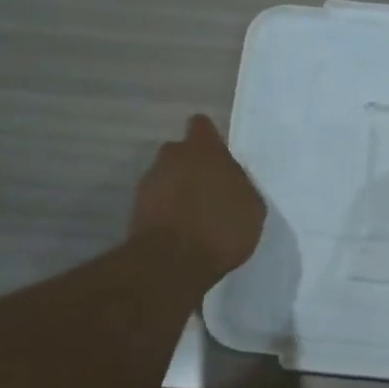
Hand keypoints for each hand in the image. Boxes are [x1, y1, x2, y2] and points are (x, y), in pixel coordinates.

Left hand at [131, 115, 265, 277]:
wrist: (172, 261)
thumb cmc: (221, 228)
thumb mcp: (252, 208)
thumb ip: (240, 186)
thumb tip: (231, 181)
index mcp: (204, 149)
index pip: (202, 126)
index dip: (210, 140)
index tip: (219, 160)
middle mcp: (172, 156)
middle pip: (182, 153)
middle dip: (193, 168)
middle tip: (210, 193)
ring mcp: (150, 180)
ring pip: (168, 177)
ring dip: (178, 190)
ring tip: (195, 218)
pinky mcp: (136, 206)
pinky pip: (157, 200)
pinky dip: (166, 211)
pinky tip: (181, 232)